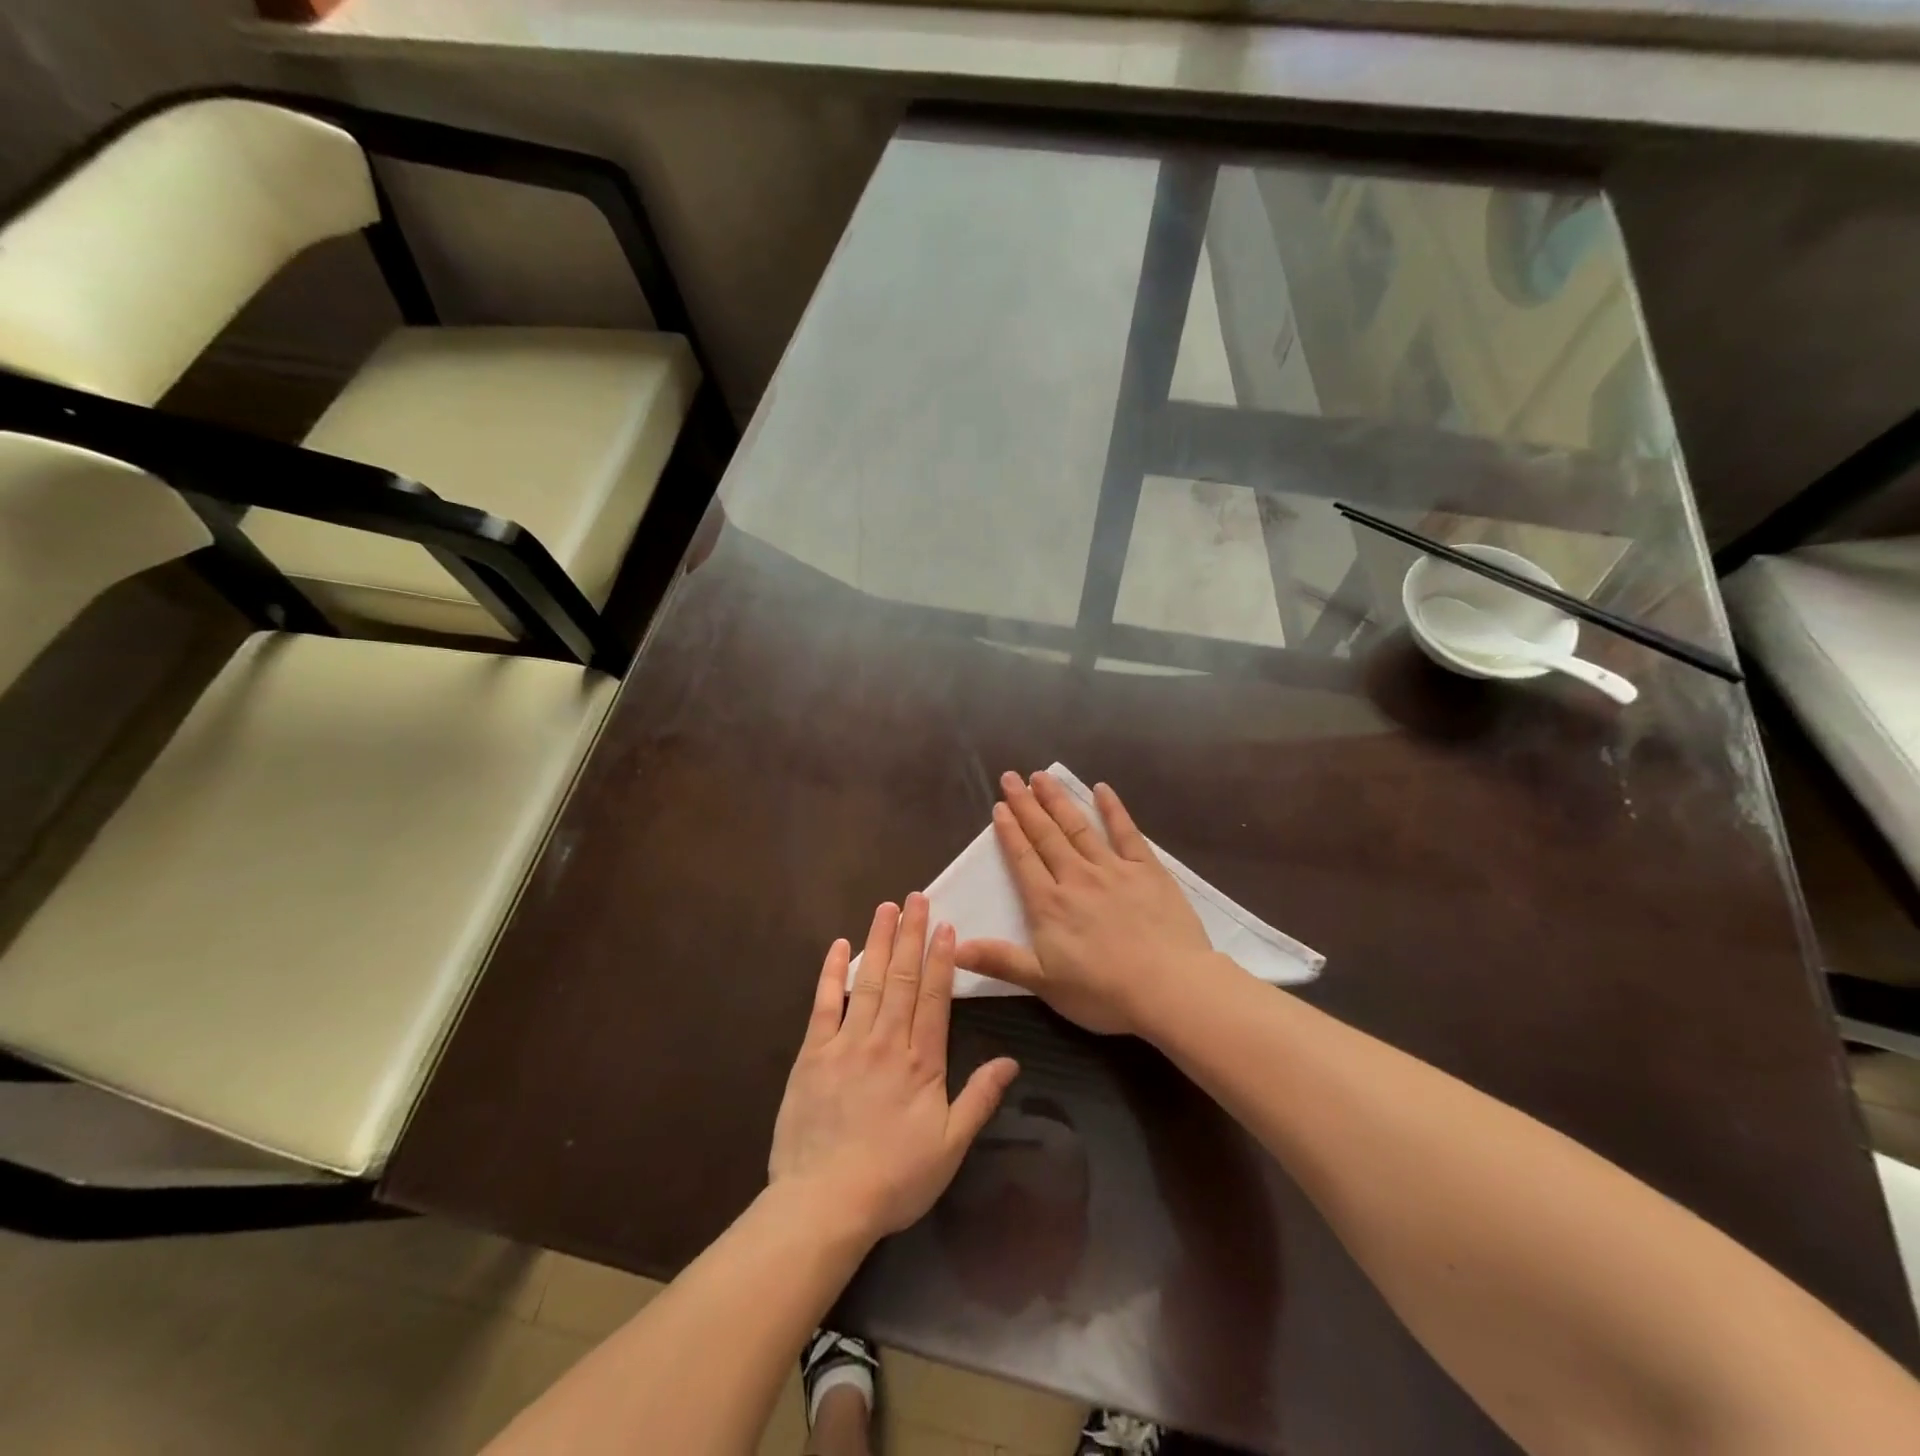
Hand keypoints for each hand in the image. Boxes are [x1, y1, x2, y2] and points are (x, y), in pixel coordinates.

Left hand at [768, 894, 1019, 1246]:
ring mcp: (847, 1043)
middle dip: (910, 935)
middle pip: (902, 978)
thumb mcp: (950, 1146)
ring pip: (868, 981)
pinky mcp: (812, 1054)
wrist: (825, 1202)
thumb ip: (980, 1098)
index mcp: (922, 1062)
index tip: (944, 925)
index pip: (934, 998)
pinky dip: (831, 973)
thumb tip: (1011, 1060)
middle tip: (916, 897)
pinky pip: (824, 1004)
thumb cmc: (895, 1179)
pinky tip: (839, 946)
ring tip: (886, 907)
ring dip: (878, 941)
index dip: (940, 959)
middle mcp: (886, 1041)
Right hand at [954, 771, 1222, 1036]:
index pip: (1023, 859)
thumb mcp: (1043, 983)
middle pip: (1046, 835)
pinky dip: (1113, 809)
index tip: (999, 806)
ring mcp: (1113, 869)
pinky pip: (1126, 832)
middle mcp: (1076, 877)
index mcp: (1049, 904)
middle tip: (1011, 777)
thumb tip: (953, 946)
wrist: (1168, 988)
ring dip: (1058, 801)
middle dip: (1026, 805)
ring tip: (1042, 777)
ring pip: (1078, 827)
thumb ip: (999, 960)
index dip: (1009, 831)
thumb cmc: (1103, 992)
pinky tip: (1102, 789)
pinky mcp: (1147, 870)